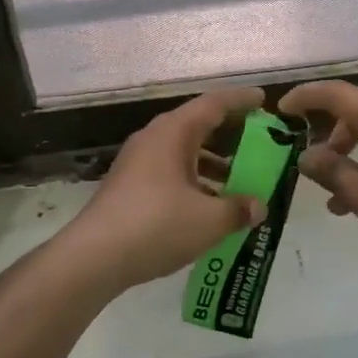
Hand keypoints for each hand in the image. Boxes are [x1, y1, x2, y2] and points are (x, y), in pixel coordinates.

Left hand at [63, 87, 270, 290]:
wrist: (94, 257)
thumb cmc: (156, 225)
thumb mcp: (208, 220)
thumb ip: (238, 210)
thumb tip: (258, 206)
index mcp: (172, 133)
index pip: (213, 104)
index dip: (240, 100)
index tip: (263, 100)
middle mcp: (153, 139)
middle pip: (197, 126)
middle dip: (228, 134)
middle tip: (257, 142)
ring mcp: (137, 163)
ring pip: (182, 153)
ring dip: (211, 163)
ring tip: (238, 181)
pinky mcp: (129, 187)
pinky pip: (169, 172)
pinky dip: (193, 181)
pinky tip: (207, 207)